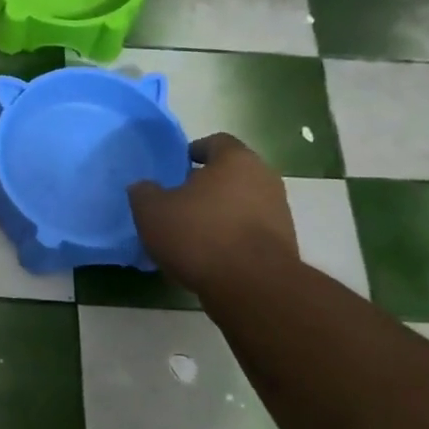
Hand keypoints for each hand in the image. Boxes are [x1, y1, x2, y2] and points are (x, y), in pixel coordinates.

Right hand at [127, 133, 297, 292]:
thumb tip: (144, 187)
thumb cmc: (199, 235)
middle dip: (207, 184)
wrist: (252, 286)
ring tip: (193, 233)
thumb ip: (144, 193)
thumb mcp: (152, 212)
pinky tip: (211, 255)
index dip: (193, 152)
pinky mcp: (284, 243)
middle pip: (232, 173)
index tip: (176, 168)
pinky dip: (233, 236)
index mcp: (235, 160)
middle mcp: (264, 178)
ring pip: (243, 202)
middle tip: (180, 201)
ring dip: (221, 212)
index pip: (215, 142)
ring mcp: (279, 211)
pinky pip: (251, 230)